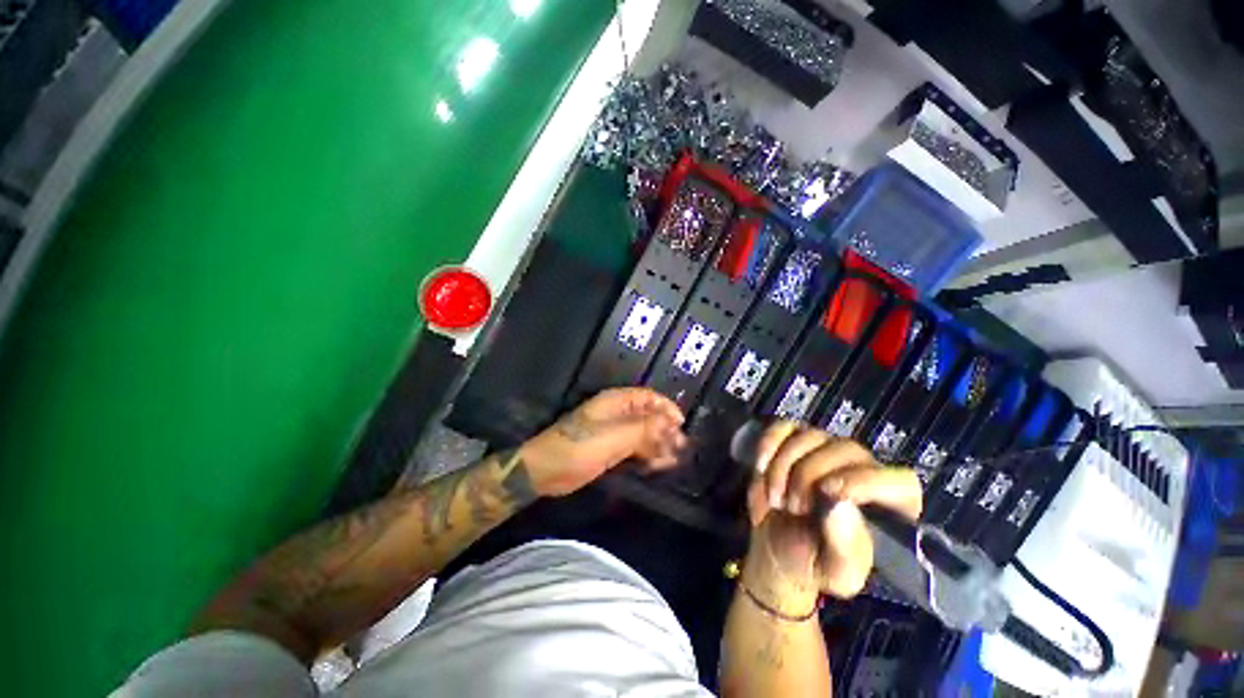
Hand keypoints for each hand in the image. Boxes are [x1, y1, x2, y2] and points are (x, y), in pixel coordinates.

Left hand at [518, 388, 686, 496]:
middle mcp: (617, 414)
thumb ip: (643, 429)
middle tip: (680, 447)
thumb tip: (670, 424)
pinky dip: (647, 455)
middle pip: (648, 416)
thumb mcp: (612, 437)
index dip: (665, 408)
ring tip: (672, 459)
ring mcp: (614, 432)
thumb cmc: (577, 448)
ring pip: (643, 433)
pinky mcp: (611, 449)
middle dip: (665, 429)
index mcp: (615, 402)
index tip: (680, 424)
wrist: (545, 472)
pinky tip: (657, 466)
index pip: (647, 397)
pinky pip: (635, 448)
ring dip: (659, 444)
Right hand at [742, 421, 921, 602]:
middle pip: (846, 450)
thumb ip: (844, 548)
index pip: (899, 482)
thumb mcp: (834, 573)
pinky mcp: (794, 441)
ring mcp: (826, 450)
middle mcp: (861, 471)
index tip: (828, 495)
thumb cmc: (813, 564)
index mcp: (887, 508)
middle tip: (792, 507)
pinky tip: (760, 468)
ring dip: (783, 467)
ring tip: (776, 499)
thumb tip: (841, 506)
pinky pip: (784, 427)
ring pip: (811, 436)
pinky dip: (769, 444)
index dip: (866, 482)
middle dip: (808, 477)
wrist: (776, 548)